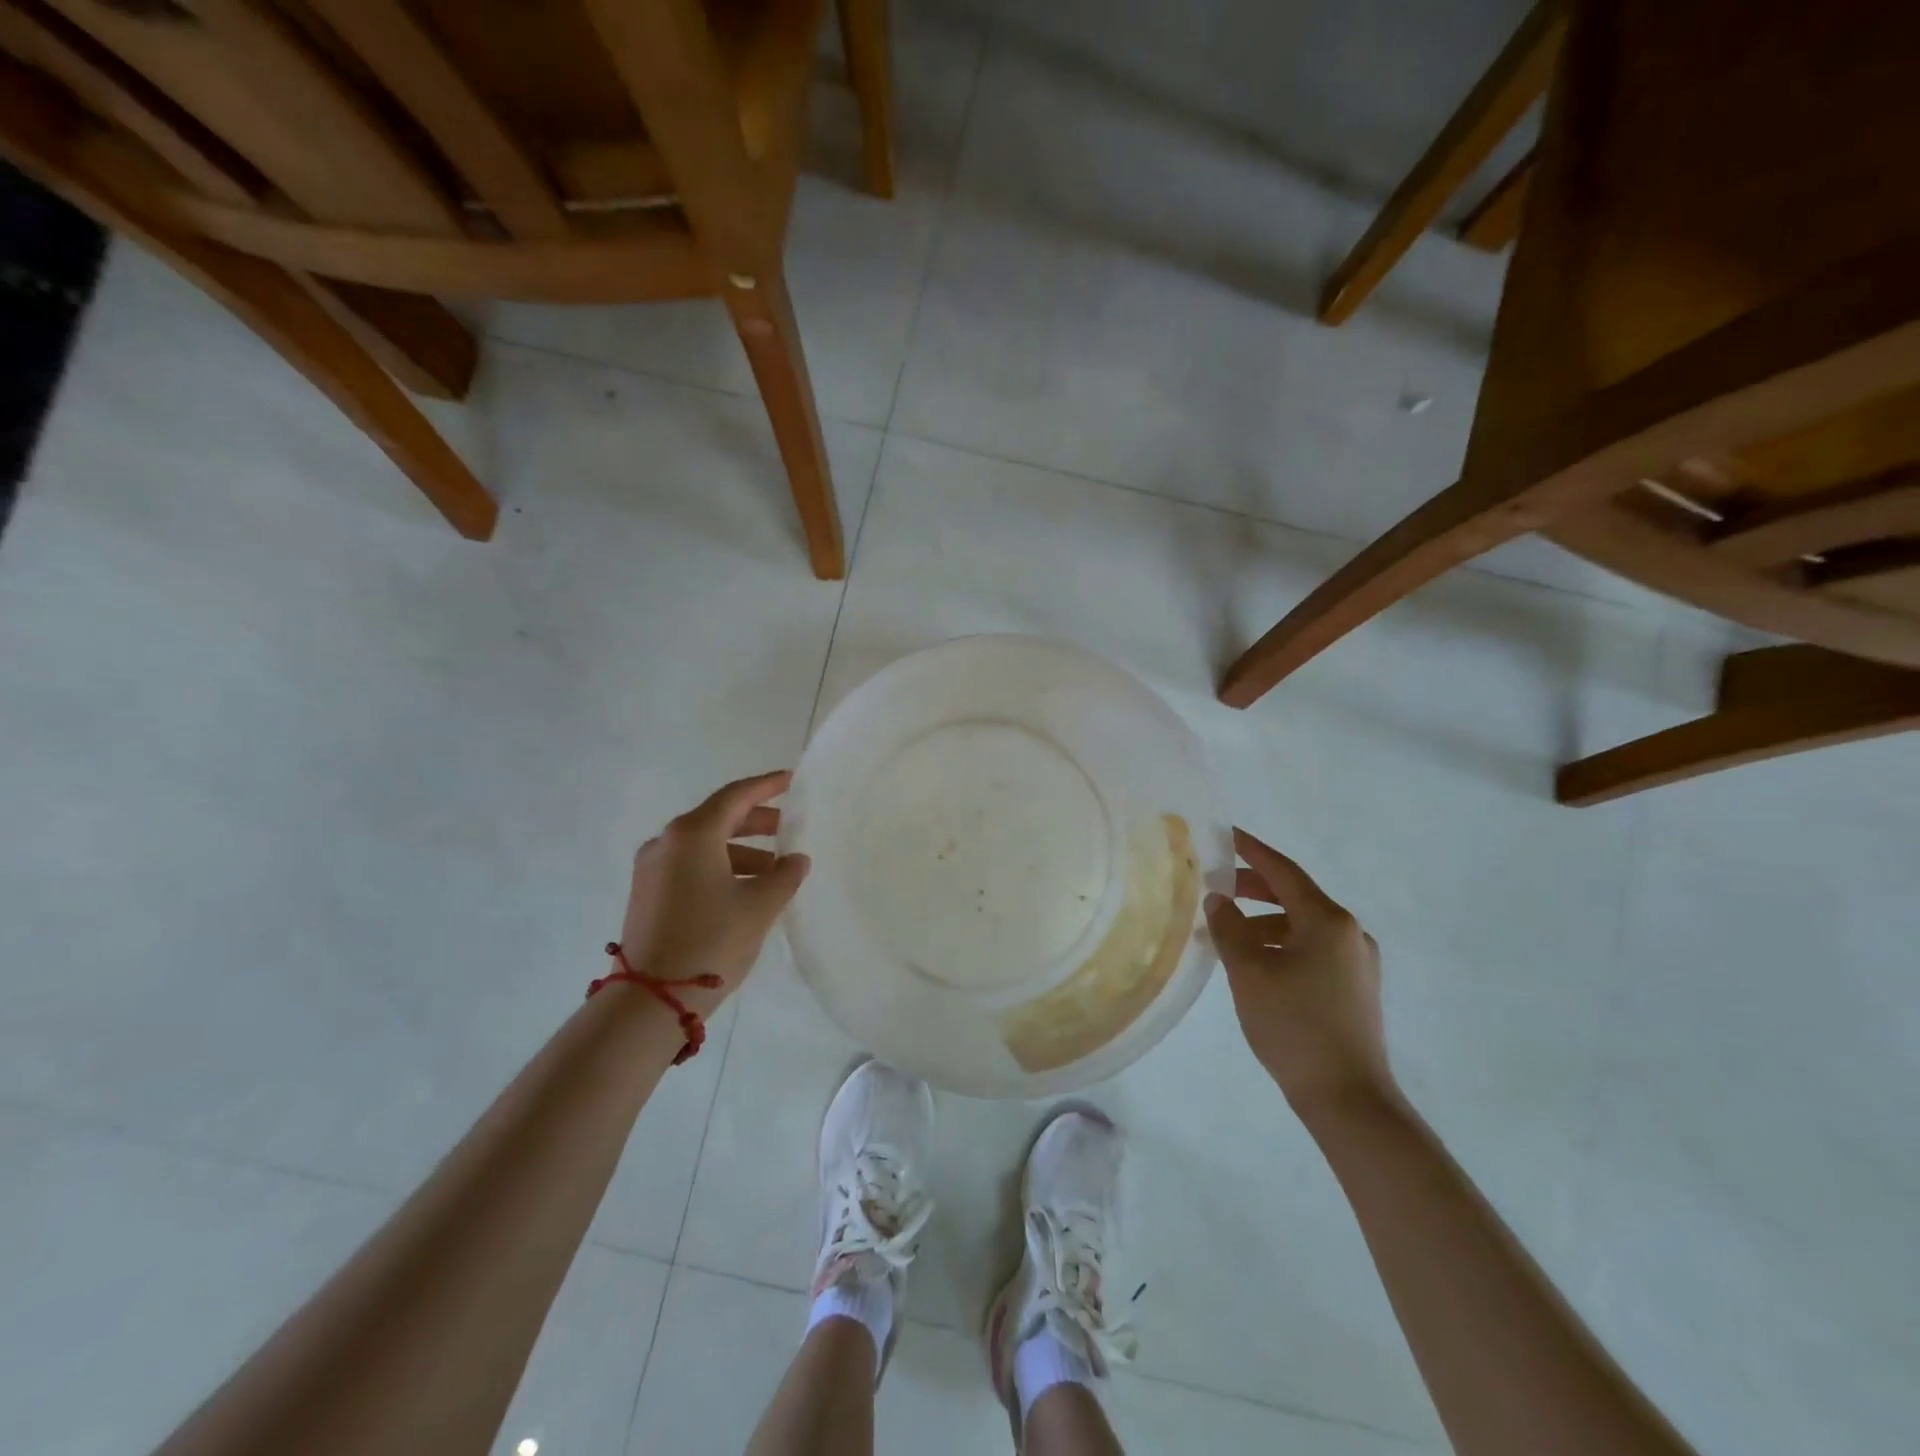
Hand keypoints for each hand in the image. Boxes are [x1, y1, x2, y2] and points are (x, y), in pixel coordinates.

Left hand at [617, 772, 809, 1009]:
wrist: (651, 999)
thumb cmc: (711, 941)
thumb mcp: (760, 906)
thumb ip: (785, 876)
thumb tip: (795, 860)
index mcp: (692, 834)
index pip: (736, 796)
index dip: (767, 786)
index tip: (791, 781)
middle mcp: (667, 842)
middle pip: (718, 818)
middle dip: (756, 821)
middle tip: (789, 827)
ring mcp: (652, 869)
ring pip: (704, 845)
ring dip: (741, 850)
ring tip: (774, 868)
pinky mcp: (648, 894)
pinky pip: (690, 865)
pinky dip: (720, 866)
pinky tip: (745, 887)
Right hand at [1204, 829, 1395, 1116]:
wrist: (1348, 1098)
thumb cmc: (1294, 1025)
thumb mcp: (1249, 972)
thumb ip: (1229, 928)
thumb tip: (1218, 899)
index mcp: (1327, 920)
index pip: (1283, 871)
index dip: (1252, 850)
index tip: (1225, 834)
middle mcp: (1349, 933)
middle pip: (1294, 896)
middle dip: (1253, 888)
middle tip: (1215, 886)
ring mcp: (1356, 963)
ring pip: (1301, 926)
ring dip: (1263, 922)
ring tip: (1226, 934)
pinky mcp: (1354, 989)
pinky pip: (1311, 950)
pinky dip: (1279, 945)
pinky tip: (1254, 964)